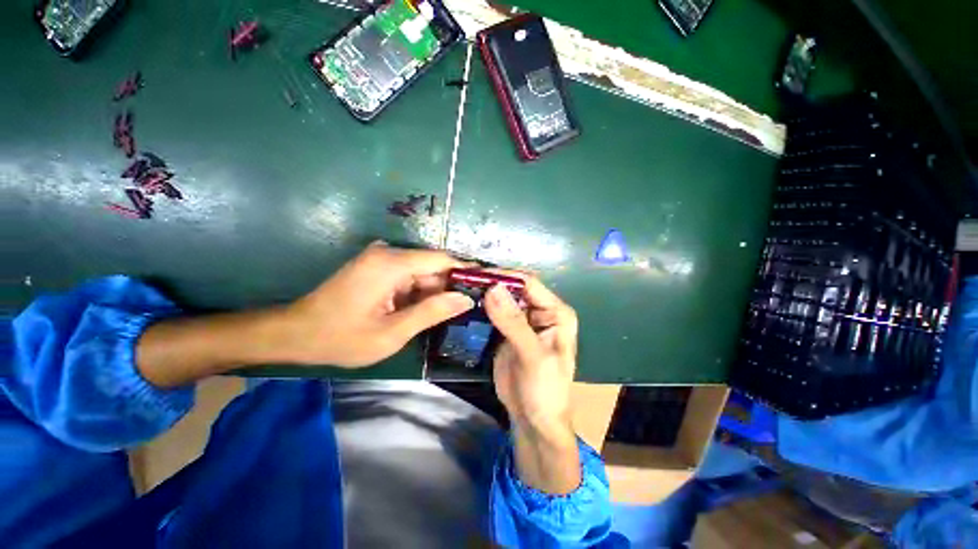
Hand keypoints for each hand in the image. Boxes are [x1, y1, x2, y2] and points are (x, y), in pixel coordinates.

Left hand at [281, 242, 474, 366]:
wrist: (295, 334)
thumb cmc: (341, 337)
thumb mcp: (392, 333)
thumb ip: (431, 312)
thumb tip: (465, 299)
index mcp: (391, 264)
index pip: (441, 259)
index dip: (466, 270)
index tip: (486, 283)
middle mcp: (387, 253)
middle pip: (432, 266)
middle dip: (448, 287)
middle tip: (466, 310)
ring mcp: (381, 259)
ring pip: (422, 272)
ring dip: (433, 292)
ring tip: (446, 315)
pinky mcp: (377, 267)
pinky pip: (408, 276)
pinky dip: (418, 293)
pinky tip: (422, 311)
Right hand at [484, 275, 580, 493]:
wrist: (534, 421)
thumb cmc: (545, 390)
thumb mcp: (532, 356)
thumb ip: (513, 322)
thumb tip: (492, 288)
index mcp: (556, 312)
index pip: (529, 284)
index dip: (505, 277)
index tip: (478, 273)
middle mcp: (541, 311)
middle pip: (515, 289)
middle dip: (492, 284)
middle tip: (464, 279)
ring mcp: (523, 321)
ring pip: (502, 300)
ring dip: (485, 295)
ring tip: (460, 288)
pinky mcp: (508, 331)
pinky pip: (494, 314)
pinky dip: (482, 309)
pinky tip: (465, 304)